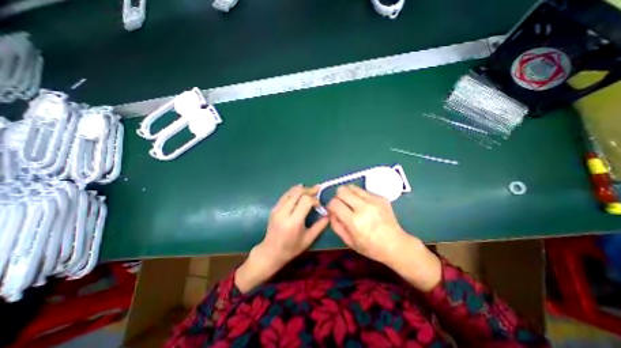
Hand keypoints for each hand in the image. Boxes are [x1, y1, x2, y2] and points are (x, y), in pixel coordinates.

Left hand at [234, 187, 329, 291]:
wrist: (270, 252)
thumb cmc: (291, 248)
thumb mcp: (308, 239)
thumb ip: (320, 226)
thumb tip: (328, 214)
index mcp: (293, 222)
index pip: (305, 201)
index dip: (314, 199)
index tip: (319, 205)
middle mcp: (284, 212)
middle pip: (297, 192)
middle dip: (309, 189)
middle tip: (317, 190)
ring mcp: (277, 209)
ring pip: (290, 191)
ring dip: (302, 189)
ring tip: (310, 191)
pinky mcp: (274, 208)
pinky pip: (285, 195)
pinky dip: (294, 192)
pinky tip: (300, 194)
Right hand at [326, 185, 410, 262]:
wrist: (395, 244)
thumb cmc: (370, 247)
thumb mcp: (348, 241)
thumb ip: (335, 224)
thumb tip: (330, 210)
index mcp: (354, 221)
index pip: (334, 203)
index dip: (330, 205)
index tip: (333, 210)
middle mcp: (364, 207)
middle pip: (342, 190)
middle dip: (337, 196)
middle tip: (341, 204)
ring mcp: (374, 200)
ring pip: (352, 187)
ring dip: (348, 193)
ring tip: (351, 203)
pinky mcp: (381, 197)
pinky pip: (363, 191)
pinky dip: (359, 196)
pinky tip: (364, 205)